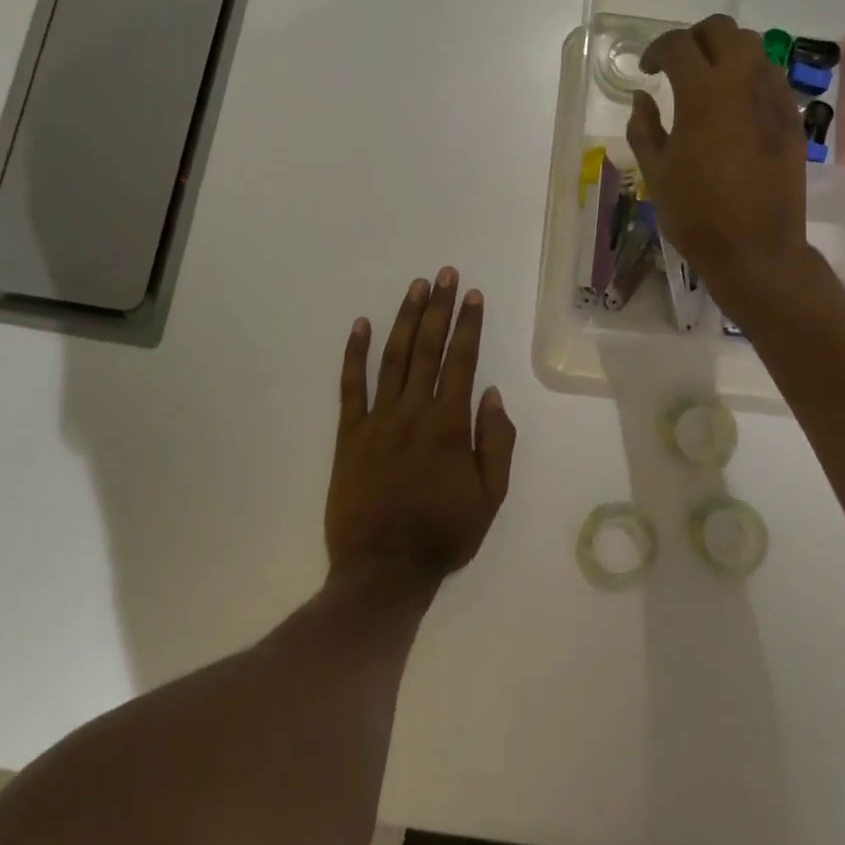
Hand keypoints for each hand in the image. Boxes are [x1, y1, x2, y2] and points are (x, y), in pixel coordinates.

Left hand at [327, 268, 515, 587]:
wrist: (384, 569)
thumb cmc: (444, 533)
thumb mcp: (490, 496)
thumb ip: (496, 442)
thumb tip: (492, 394)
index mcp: (450, 425)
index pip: (462, 361)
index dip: (468, 325)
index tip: (473, 295)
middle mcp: (414, 411)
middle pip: (428, 348)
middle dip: (439, 308)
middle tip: (445, 275)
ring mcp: (377, 420)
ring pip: (393, 357)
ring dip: (405, 319)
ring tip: (416, 288)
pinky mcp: (349, 434)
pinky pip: (350, 386)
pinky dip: (354, 354)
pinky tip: (360, 324)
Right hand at [627, 14, 808, 295]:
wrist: (756, 249)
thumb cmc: (696, 214)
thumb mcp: (655, 172)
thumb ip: (644, 127)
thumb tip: (641, 96)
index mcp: (703, 95)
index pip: (678, 45)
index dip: (657, 50)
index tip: (647, 70)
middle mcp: (743, 84)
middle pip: (722, 29)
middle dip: (695, 38)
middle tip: (678, 66)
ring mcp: (774, 99)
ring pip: (753, 47)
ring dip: (726, 52)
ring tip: (708, 82)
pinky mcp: (792, 119)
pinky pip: (772, 77)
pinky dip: (750, 76)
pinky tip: (736, 106)